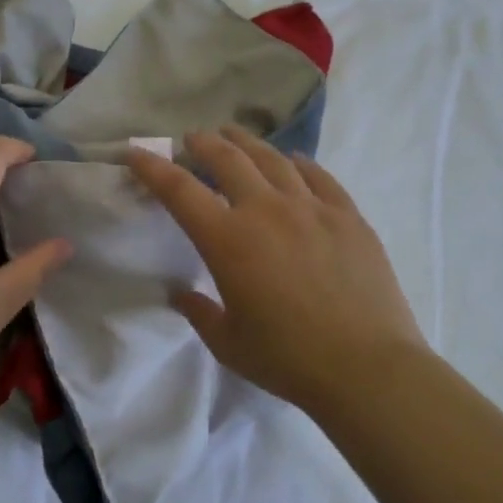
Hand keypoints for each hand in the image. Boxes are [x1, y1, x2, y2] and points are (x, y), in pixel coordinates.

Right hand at [127, 126, 425, 414]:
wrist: (367, 368)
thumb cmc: (287, 359)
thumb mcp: (227, 342)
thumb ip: (199, 312)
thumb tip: (181, 294)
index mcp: (227, 240)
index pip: (179, 190)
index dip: (152, 167)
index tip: (135, 153)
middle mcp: (266, 211)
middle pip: (227, 159)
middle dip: (202, 144)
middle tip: (191, 139)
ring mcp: (311, 209)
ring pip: (272, 159)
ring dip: (246, 143)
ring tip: (234, 135)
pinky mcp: (348, 217)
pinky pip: (318, 176)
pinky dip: (298, 163)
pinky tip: (292, 161)